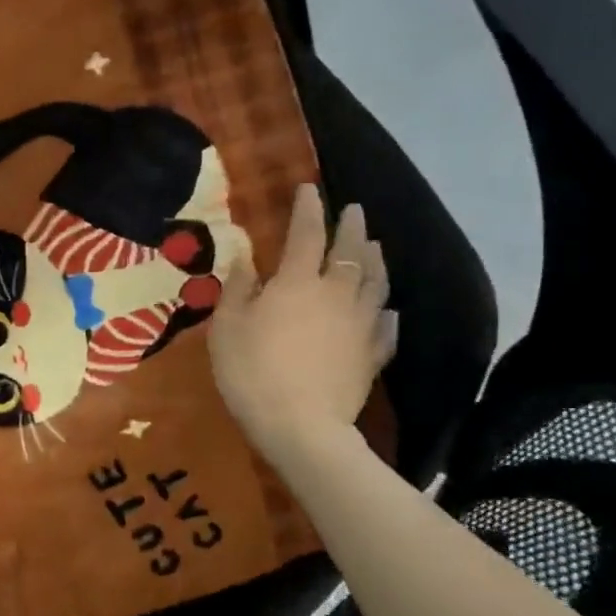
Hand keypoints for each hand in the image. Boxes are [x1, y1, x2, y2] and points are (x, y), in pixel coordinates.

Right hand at [210, 183, 397, 467]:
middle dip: (352, 227)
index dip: (308, 209)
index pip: (306, 233)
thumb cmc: (252, 371)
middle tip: (355, 210)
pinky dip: (386, 312)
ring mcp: (360, 324)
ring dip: (375, 260)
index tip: (309, 189)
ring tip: (375, 246)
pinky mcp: (372, 354)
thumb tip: (246, 260)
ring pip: (375, 283)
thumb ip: (238, 289)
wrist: (301, 426)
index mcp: (297, 281)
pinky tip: (388, 309)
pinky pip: (385, 326)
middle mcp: (336, 293)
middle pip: (350, 252)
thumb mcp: (227, 328)